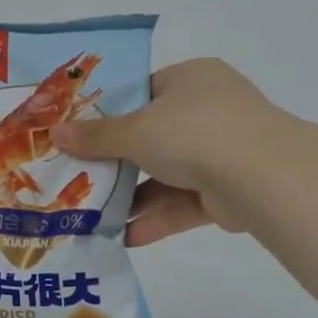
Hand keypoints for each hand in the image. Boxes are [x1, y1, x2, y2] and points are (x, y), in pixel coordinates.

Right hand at [51, 58, 288, 245]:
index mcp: (191, 80)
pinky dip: (156, 219)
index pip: (143, 92)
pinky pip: (182, 203)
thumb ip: (94, 136)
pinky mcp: (228, 191)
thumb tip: (54, 133)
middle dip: (117, 162)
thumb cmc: (193, 132)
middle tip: (78, 176)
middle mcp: (209, 111)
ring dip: (132, 197)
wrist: (263, 177)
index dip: (110, 112)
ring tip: (92, 215)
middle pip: (151, 137)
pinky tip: (124, 237)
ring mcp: (222, 152)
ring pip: (166, 174)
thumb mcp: (134, 130)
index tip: (79, 133)